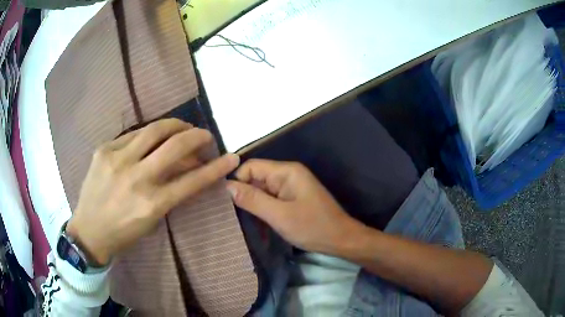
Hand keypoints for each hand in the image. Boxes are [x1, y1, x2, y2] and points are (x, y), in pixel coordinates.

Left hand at [66, 119, 238, 265]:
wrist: (88, 230)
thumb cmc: (124, 232)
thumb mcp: (152, 219)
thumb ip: (170, 192)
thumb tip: (187, 167)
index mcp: (152, 203)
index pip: (192, 180)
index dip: (216, 168)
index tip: (231, 158)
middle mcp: (136, 178)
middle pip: (175, 145)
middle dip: (197, 136)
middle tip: (204, 135)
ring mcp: (117, 160)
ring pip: (154, 129)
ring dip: (174, 126)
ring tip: (182, 128)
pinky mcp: (104, 150)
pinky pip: (132, 135)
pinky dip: (147, 136)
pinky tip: (150, 140)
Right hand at [226, 159, 363, 253]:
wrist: (340, 240)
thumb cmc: (312, 227)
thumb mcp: (279, 215)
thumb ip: (252, 200)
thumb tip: (226, 187)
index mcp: (286, 171)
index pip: (251, 167)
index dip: (237, 182)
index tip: (226, 202)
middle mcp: (287, 175)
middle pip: (256, 178)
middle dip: (244, 194)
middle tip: (230, 215)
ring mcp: (290, 187)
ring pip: (262, 190)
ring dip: (252, 204)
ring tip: (239, 220)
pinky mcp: (292, 199)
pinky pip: (271, 199)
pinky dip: (262, 209)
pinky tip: (255, 222)